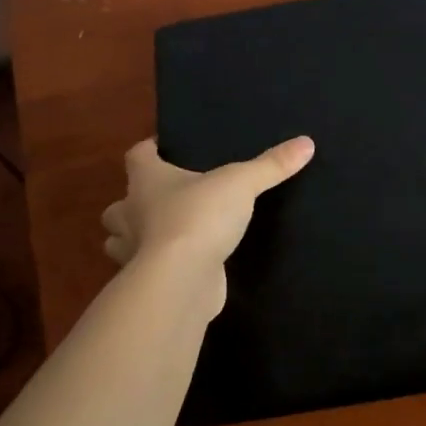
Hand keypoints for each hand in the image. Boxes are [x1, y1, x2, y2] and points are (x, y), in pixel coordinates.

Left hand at [100, 136, 314, 313]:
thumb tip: (306, 143)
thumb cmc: (199, 218)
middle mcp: (131, 214)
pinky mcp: (146, 282)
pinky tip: (176, 266)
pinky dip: (152, 267)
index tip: (161, 148)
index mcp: (147, 181)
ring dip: (133, 237)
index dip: (148, 150)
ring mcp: (134, 251)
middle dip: (132, 202)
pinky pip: (142, 270)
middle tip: (161, 200)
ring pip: (120, 240)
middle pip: (118, 204)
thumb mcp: (242, 183)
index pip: (136, 155)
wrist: (181, 280)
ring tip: (161, 234)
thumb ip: (272, 165)